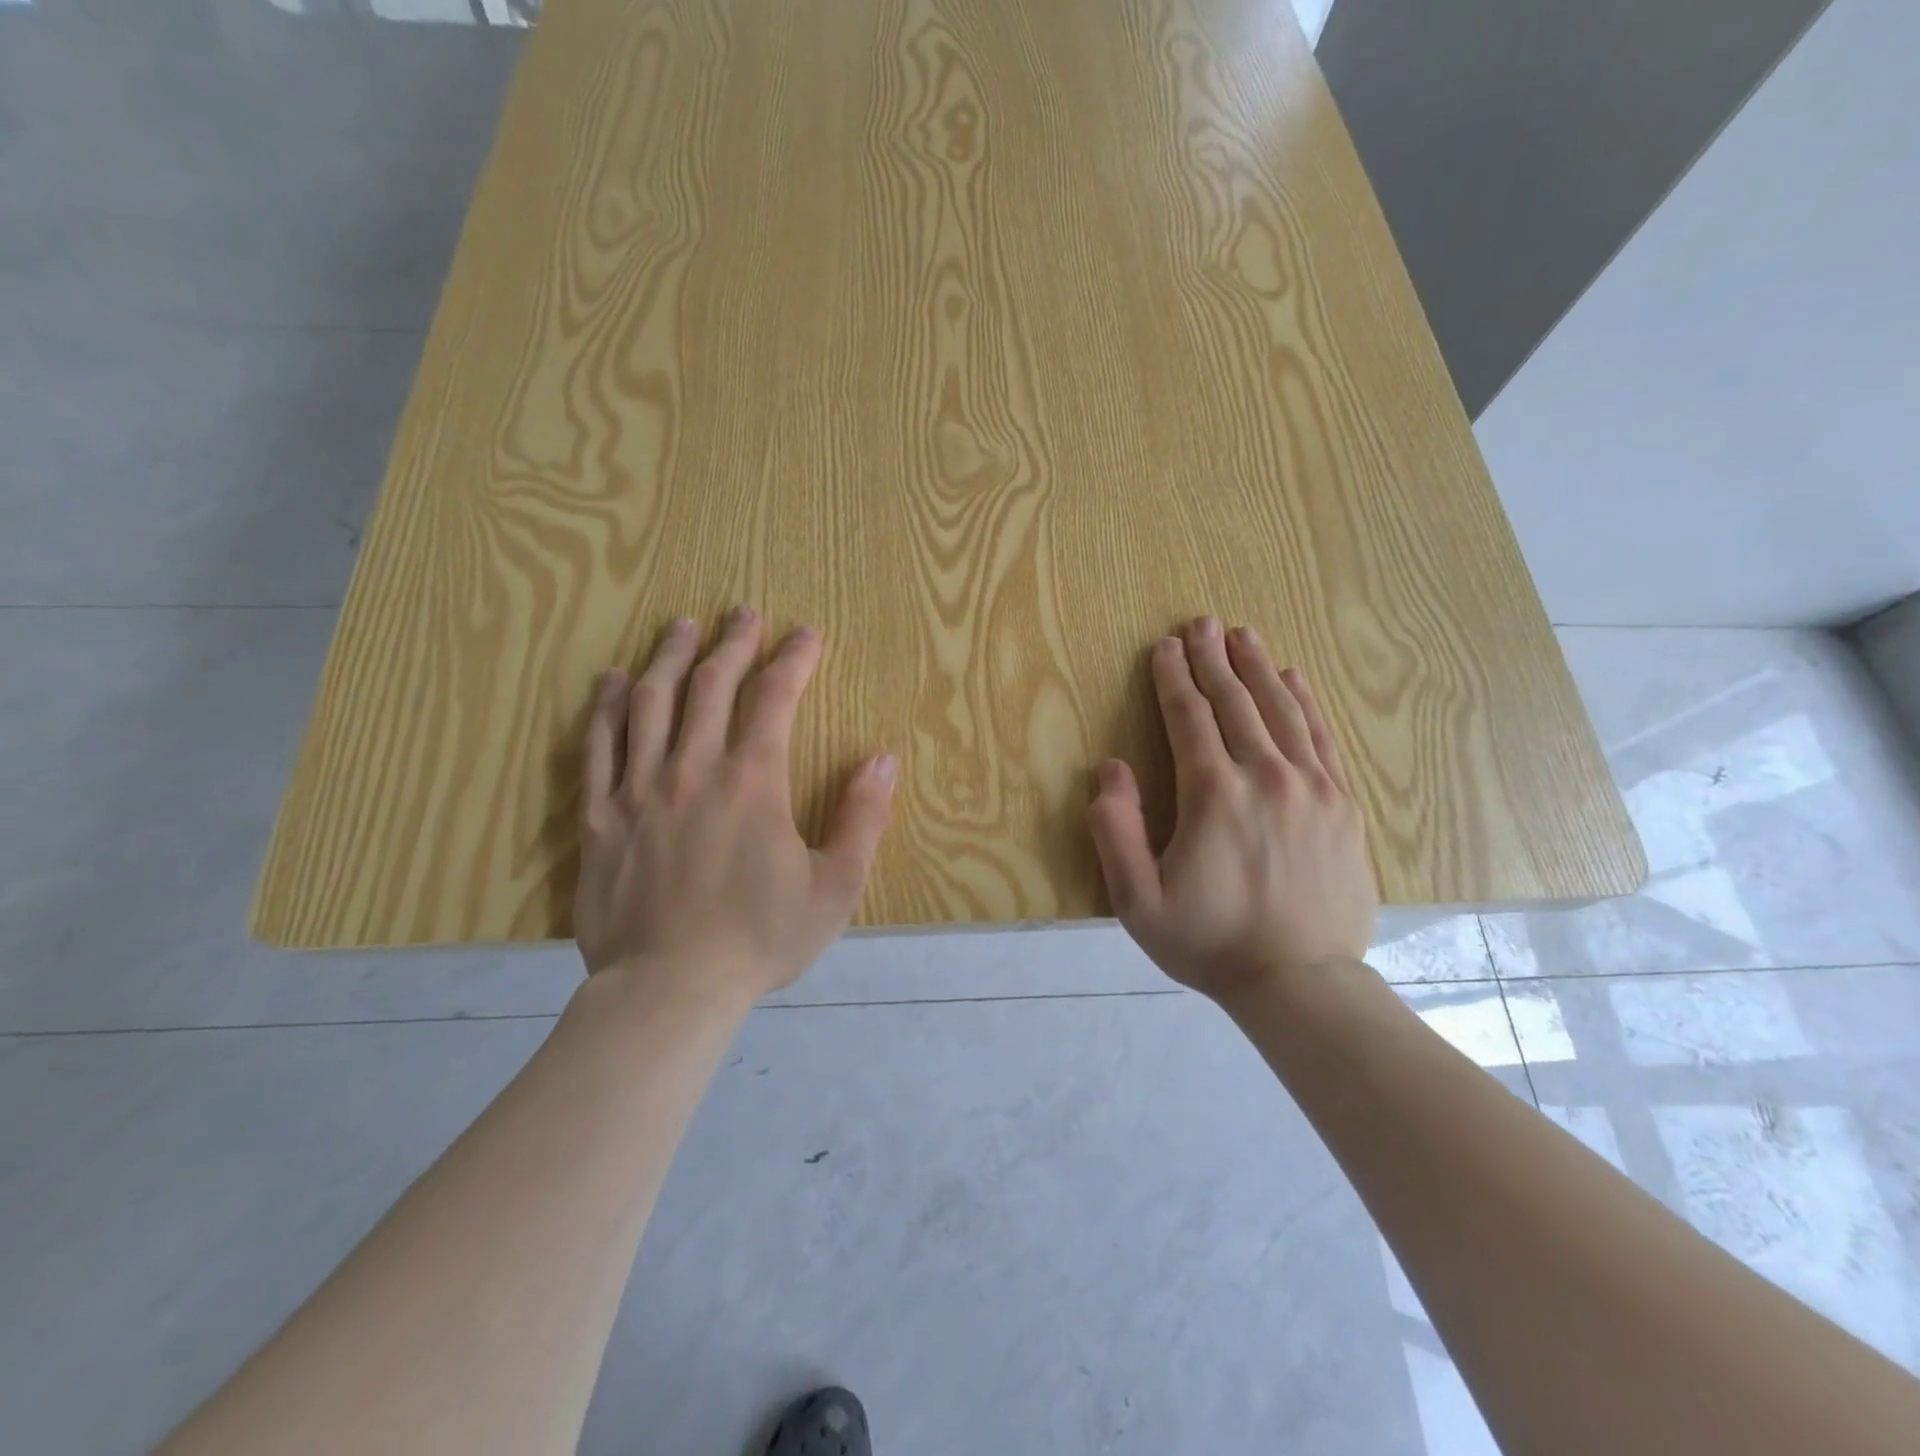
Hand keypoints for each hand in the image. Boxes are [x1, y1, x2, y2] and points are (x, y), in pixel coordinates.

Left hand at [574, 607, 897, 1000]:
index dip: (793, 660)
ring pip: (652, 702)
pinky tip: (614, 681)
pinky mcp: (600, 815)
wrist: (670, 989)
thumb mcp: (835, 887)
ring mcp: (639, 788)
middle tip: (744, 612)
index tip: (806, 635)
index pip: (775, 698)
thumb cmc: (761, 939)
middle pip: (711, 685)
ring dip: (670, 657)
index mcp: (753, 782)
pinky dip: (608, 706)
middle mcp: (693, 768)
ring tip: (681, 625)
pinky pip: (599, 745)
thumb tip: (882, 760)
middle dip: (733, 642)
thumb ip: (862, 819)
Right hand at [1087, 617, 1376, 1001]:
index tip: (1165, 647)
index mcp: (1213, 795)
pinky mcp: (1343, 804)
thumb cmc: (1209, 942)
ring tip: (1243, 634)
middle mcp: (1266, 777)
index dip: (1173, 679)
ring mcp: (1312, 788)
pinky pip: (1321, 737)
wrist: (1301, 983)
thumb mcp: (1138, 902)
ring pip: (1282, 709)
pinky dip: (1304, 701)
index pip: (1188, 719)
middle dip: (1213, 660)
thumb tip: (1110, 769)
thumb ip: (1116, 831)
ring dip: (1259, 667)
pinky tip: (1292, 677)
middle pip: (1235, 702)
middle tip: (1201, 623)